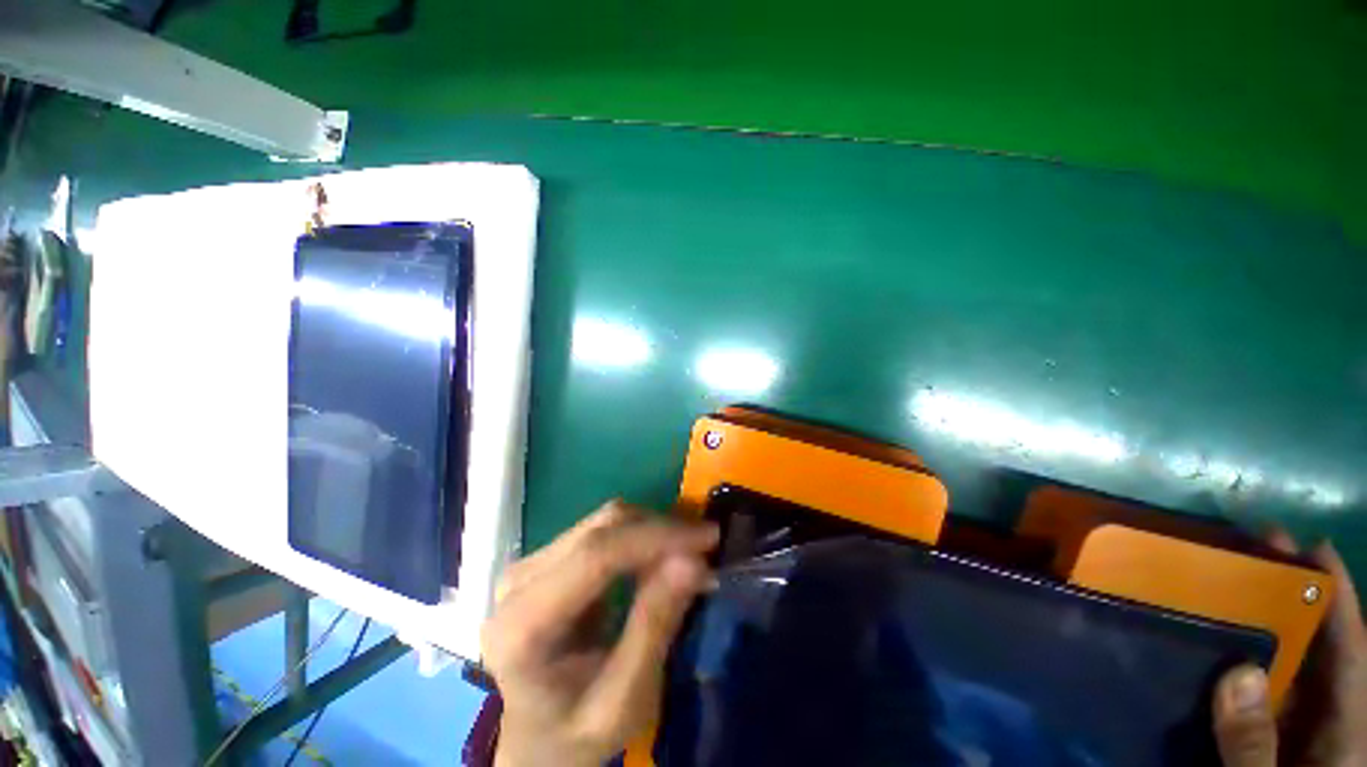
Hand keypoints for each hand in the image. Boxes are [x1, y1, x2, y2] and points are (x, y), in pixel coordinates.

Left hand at [481, 500, 718, 766]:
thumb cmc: (573, 736)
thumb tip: (693, 561)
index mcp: (524, 623)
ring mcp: (529, 562)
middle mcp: (519, 578)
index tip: (708, 538)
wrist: (529, 739)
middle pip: (602, 527)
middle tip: (706, 548)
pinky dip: (639, 536)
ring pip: (605, 521)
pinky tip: (660, 556)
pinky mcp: (545, 558)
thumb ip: (654, 629)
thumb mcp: (621, 704)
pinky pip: (601, 530)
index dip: (657, 537)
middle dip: (661, 530)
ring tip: (688, 554)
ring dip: (653, 530)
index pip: (596, 554)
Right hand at [1213, 534, 1366, 765]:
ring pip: (1284, 671)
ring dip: (1260, 628)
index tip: (1311, 547)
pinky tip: (1210, 648)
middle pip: (1317, 649)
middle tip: (1257, 551)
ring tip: (1229, 586)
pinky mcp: (1262, 741)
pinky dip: (1237, 667)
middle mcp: (1324, 721)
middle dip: (1292, 598)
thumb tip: (1237, 674)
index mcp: (1346, 730)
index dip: (1338, 597)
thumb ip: (1258, 748)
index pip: (1351, 651)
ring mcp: (1291, 731)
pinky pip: (1252, 696)